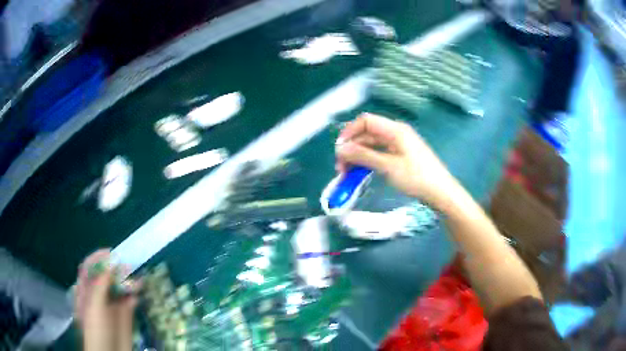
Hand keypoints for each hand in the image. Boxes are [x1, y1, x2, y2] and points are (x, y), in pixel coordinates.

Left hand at [76, 250, 138, 350]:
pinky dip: (134, 294)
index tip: (111, 253)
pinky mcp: (124, 315)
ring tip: (137, 278)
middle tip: (127, 264)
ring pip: (118, 287)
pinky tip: (138, 292)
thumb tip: (112, 263)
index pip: (89, 268)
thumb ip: (100, 285)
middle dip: (115, 268)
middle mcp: (97, 295)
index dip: (98, 258)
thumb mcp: (94, 306)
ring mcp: (111, 305)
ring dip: (127, 281)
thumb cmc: (96, 330)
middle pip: (105, 275)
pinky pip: (129, 300)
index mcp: (85, 291)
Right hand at [335, 113, 458, 209]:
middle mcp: (395, 133)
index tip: (339, 151)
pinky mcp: (401, 155)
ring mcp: (399, 144)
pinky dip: (368, 161)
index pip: (365, 121)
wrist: (440, 192)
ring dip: (358, 156)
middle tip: (341, 169)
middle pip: (367, 134)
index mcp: (394, 130)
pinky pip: (379, 153)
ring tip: (348, 174)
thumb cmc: (416, 177)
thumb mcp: (388, 166)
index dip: (349, 132)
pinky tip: (362, 172)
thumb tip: (340, 148)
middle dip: (351, 148)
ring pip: (372, 145)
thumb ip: (363, 155)